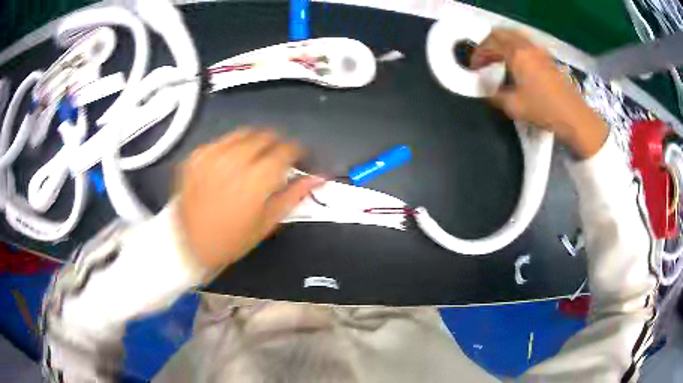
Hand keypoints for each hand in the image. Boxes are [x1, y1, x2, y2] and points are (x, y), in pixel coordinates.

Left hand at [177, 129, 322, 270]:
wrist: (189, 244)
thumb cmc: (233, 239)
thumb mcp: (268, 222)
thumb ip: (295, 195)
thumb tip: (321, 178)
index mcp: (257, 179)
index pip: (287, 150)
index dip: (296, 152)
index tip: (297, 159)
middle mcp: (235, 160)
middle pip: (265, 136)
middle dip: (276, 144)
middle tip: (275, 160)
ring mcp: (212, 155)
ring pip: (243, 133)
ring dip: (254, 142)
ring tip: (253, 158)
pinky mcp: (196, 156)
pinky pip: (220, 141)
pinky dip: (230, 147)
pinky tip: (228, 163)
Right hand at [470, 29, 608, 157]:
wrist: (574, 117)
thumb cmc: (543, 110)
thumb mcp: (514, 106)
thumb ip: (495, 95)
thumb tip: (486, 89)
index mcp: (516, 54)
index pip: (489, 44)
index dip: (478, 54)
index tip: (473, 68)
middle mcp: (527, 46)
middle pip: (501, 34)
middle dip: (488, 44)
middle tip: (484, 59)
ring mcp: (539, 51)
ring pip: (515, 37)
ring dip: (502, 44)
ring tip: (498, 59)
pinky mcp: (548, 58)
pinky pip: (526, 44)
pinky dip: (516, 48)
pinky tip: (517, 63)